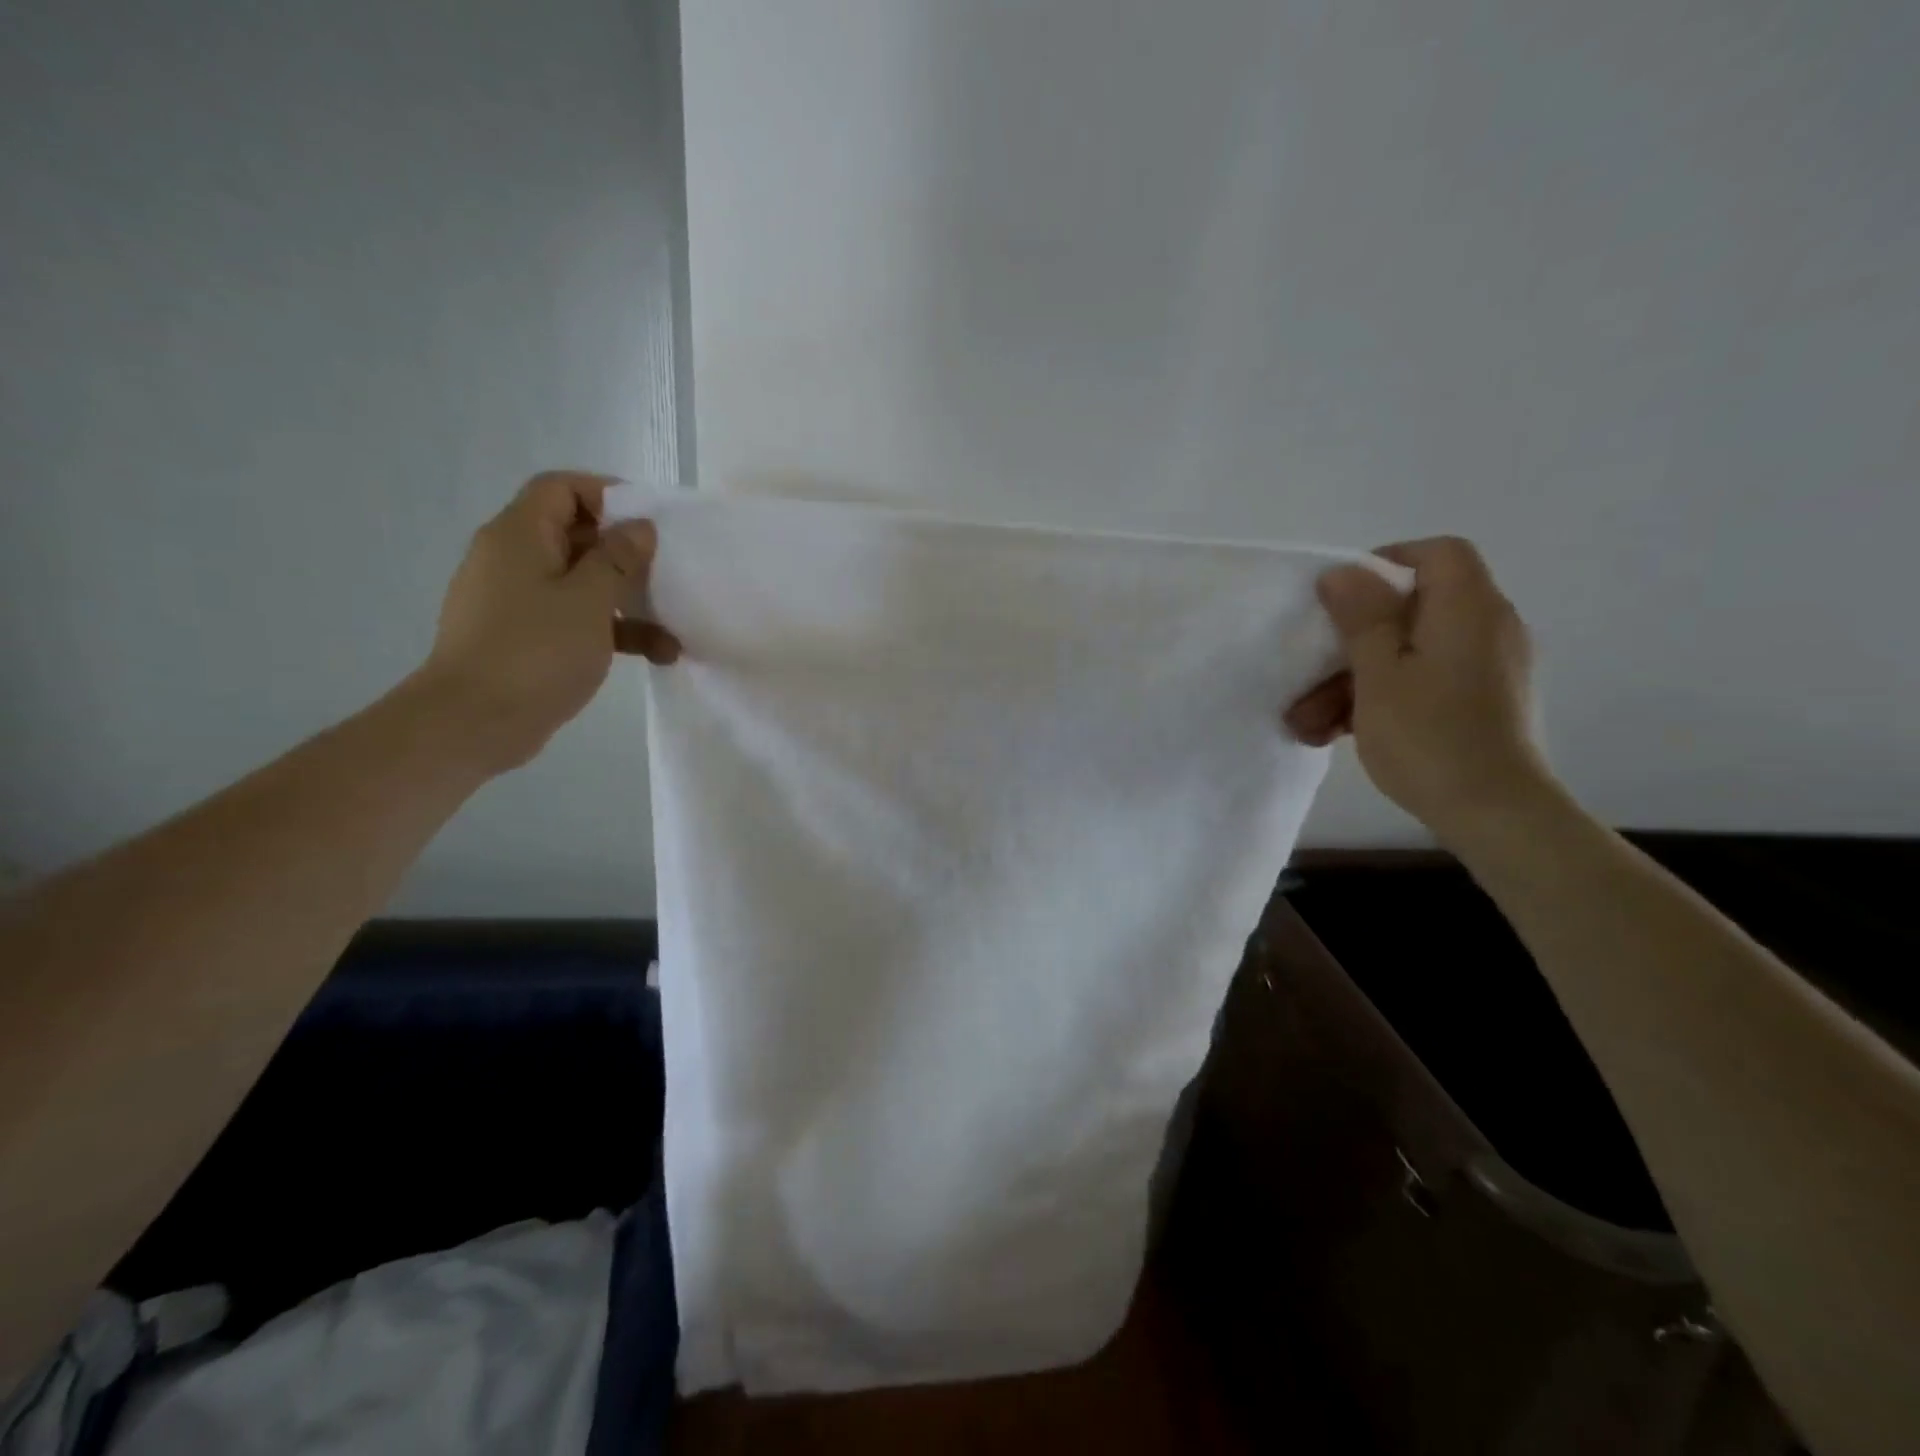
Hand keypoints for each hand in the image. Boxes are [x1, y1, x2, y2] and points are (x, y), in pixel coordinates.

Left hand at [413, 471, 679, 773]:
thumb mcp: (589, 600)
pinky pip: (574, 619)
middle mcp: (513, 559)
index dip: (607, 494)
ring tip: (672, 632)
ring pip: (581, 583)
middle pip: (575, 535)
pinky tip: (654, 655)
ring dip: (628, 602)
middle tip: (667, 573)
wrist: (473, 722)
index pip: (561, 488)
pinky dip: (611, 631)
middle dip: (626, 554)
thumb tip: (639, 528)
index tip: (650, 521)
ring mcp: (517, 600)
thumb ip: (617, 559)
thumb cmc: (535, 651)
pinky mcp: (525, 637)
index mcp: (520, 536)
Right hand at [1284, 536, 1551, 840]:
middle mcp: (1487, 629)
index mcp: (1468, 609)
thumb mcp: (1379, 674)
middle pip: (1412, 611)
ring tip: (1308, 723)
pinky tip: (1337, 733)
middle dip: (1350, 643)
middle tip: (1308, 674)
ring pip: (1409, 654)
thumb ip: (1362, 617)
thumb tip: (1344, 571)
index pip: (1438, 553)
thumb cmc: (1429, 736)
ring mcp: (1487, 669)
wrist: (1495, 815)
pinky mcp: (1482, 704)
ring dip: (1353, 681)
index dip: (1387, 562)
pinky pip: (1424, 682)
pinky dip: (1381, 698)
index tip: (1342, 598)